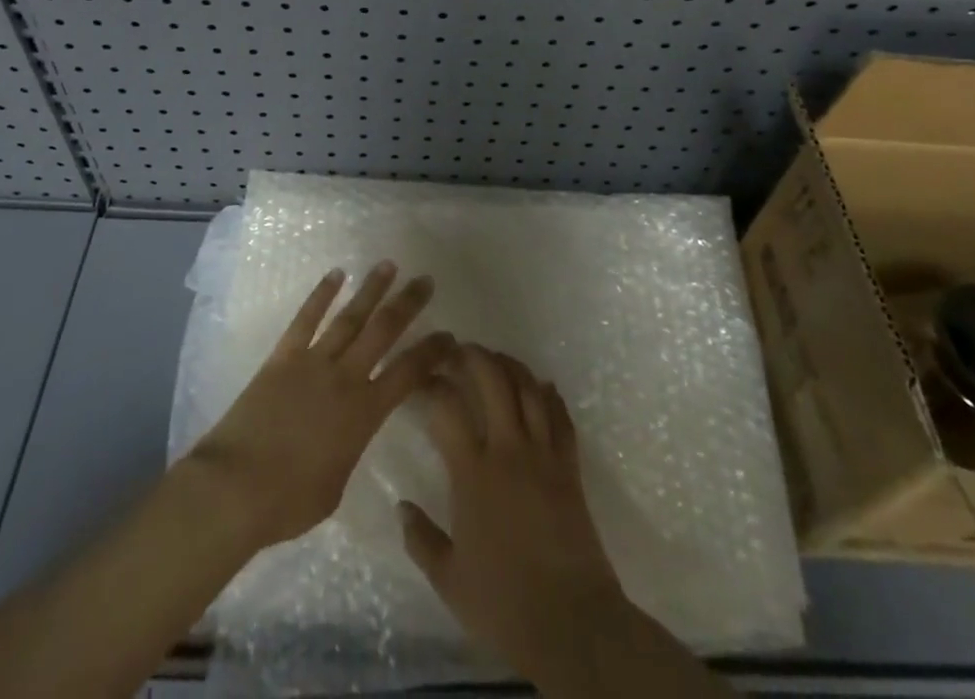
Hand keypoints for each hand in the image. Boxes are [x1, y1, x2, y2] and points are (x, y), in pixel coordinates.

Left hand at [186, 261, 455, 550]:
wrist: (235, 487)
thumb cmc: (288, 502)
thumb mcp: (336, 486)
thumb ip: (349, 450)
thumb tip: (348, 435)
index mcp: (364, 414)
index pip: (408, 374)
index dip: (431, 352)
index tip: (449, 335)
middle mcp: (344, 378)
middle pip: (383, 331)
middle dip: (408, 304)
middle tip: (426, 280)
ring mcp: (312, 362)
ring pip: (349, 317)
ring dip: (371, 290)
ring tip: (388, 265)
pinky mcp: (282, 357)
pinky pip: (305, 319)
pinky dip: (321, 295)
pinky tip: (335, 274)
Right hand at [399, 346, 627, 686]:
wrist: (572, 625)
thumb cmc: (504, 604)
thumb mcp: (449, 580)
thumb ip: (421, 539)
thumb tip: (401, 507)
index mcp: (472, 473)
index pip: (446, 407)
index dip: (431, 383)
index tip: (421, 376)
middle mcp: (508, 450)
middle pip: (493, 380)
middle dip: (473, 356)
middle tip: (457, 350)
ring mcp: (543, 455)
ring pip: (528, 389)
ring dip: (510, 365)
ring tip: (495, 358)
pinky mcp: (570, 467)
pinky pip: (561, 417)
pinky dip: (549, 395)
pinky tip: (541, 385)